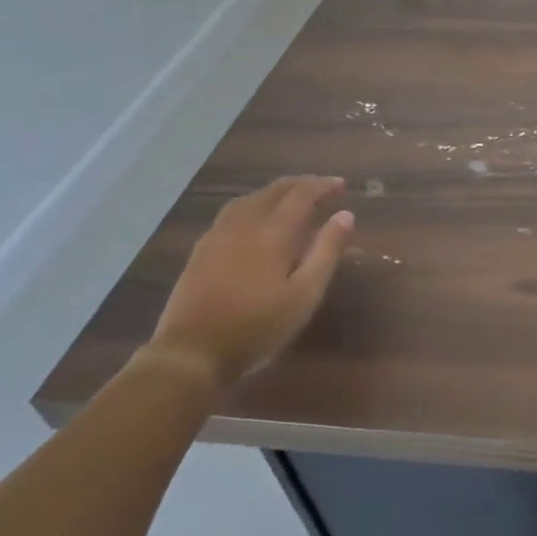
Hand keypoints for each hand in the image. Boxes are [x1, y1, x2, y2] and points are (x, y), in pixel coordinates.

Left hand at [146, 176, 352, 383]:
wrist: (191, 351)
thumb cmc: (257, 326)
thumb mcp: (305, 294)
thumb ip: (326, 251)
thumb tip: (345, 215)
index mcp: (274, 231)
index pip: (302, 194)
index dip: (323, 185)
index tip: (341, 185)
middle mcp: (245, 223)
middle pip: (274, 190)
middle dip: (301, 184)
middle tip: (321, 188)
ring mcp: (219, 234)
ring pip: (251, 198)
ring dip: (275, 191)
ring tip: (290, 198)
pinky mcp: (202, 248)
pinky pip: (232, 211)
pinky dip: (253, 204)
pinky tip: (254, 219)